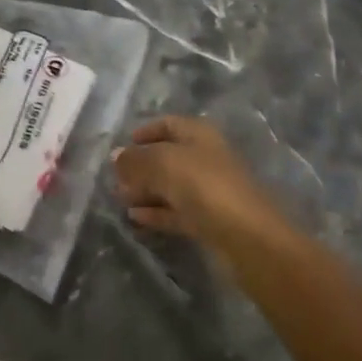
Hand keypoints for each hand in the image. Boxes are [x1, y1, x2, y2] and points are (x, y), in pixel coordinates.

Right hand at [113, 116, 282, 252]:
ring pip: (171, 186)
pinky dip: (156, 212)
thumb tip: (116, 156)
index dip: (146, 132)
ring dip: (145, 191)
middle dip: (141, 166)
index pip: (169, 124)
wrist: (247, 236)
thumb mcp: (163, 164)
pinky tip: (135, 218)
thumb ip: (136, 159)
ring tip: (119, 199)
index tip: (122, 145)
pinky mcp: (209, 220)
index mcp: (199, 135)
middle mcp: (205, 158)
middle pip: (168, 156)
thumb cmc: (204, 186)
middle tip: (114, 178)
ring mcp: (209, 190)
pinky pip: (176, 211)